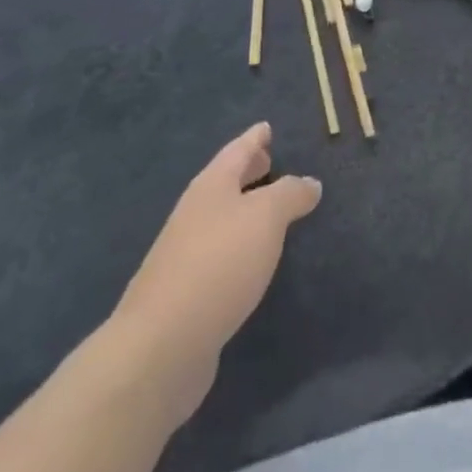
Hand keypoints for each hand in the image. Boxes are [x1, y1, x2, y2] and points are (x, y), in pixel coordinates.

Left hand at [111, 123, 320, 423]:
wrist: (162, 345)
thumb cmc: (219, 263)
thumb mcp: (266, 217)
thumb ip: (291, 194)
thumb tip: (309, 182)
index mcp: (211, 186)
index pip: (237, 150)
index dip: (255, 138)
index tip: (267, 126)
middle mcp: (195, 213)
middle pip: (225, 182)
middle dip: (248, 170)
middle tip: (270, 160)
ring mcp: (185, 254)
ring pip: (222, 217)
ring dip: (245, 209)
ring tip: (271, 209)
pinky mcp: (186, 293)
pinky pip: (220, 252)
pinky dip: (239, 244)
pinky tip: (253, 259)